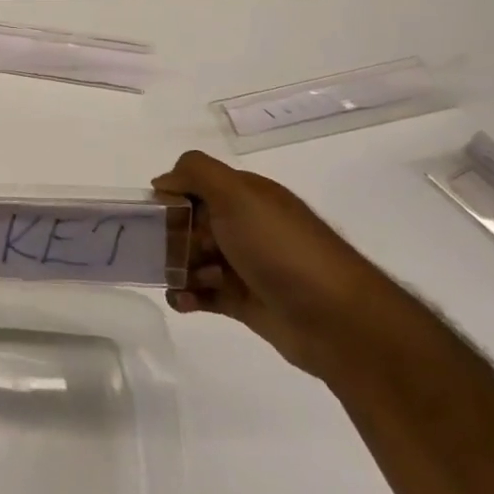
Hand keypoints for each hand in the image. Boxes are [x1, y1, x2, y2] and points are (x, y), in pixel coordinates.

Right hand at [154, 150, 399, 379]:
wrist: (337, 320)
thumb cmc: (282, 249)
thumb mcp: (237, 194)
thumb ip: (195, 173)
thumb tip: (162, 182)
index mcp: (247, 197)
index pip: (195, 187)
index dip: (171, 198)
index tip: (156, 215)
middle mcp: (246, 227)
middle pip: (189, 224)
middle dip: (171, 237)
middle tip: (170, 252)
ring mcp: (245, 266)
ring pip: (192, 260)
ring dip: (178, 269)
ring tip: (185, 283)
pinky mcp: (244, 302)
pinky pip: (202, 295)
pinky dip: (186, 297)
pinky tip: (183, 302)